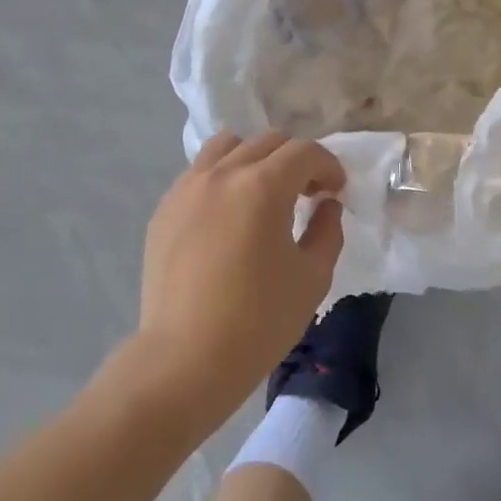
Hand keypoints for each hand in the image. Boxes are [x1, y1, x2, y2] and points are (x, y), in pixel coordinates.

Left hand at [136, 131, 346, 425]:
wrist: (186, 358)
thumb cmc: (259, 320)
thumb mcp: (313, 277)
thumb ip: (327, 230)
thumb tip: (326, 205)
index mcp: (263, 186)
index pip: (305, 152)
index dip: (329, 167)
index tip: (336, 193)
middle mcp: (223, 174)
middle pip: (268, 142)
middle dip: (296, 161)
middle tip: (308, 195)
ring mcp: (187, 188)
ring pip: (227, 146)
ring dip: (255, 159)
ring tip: (263, 194)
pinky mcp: (164, 209)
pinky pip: (199, 173)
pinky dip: (223, 177)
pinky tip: (228, 216)